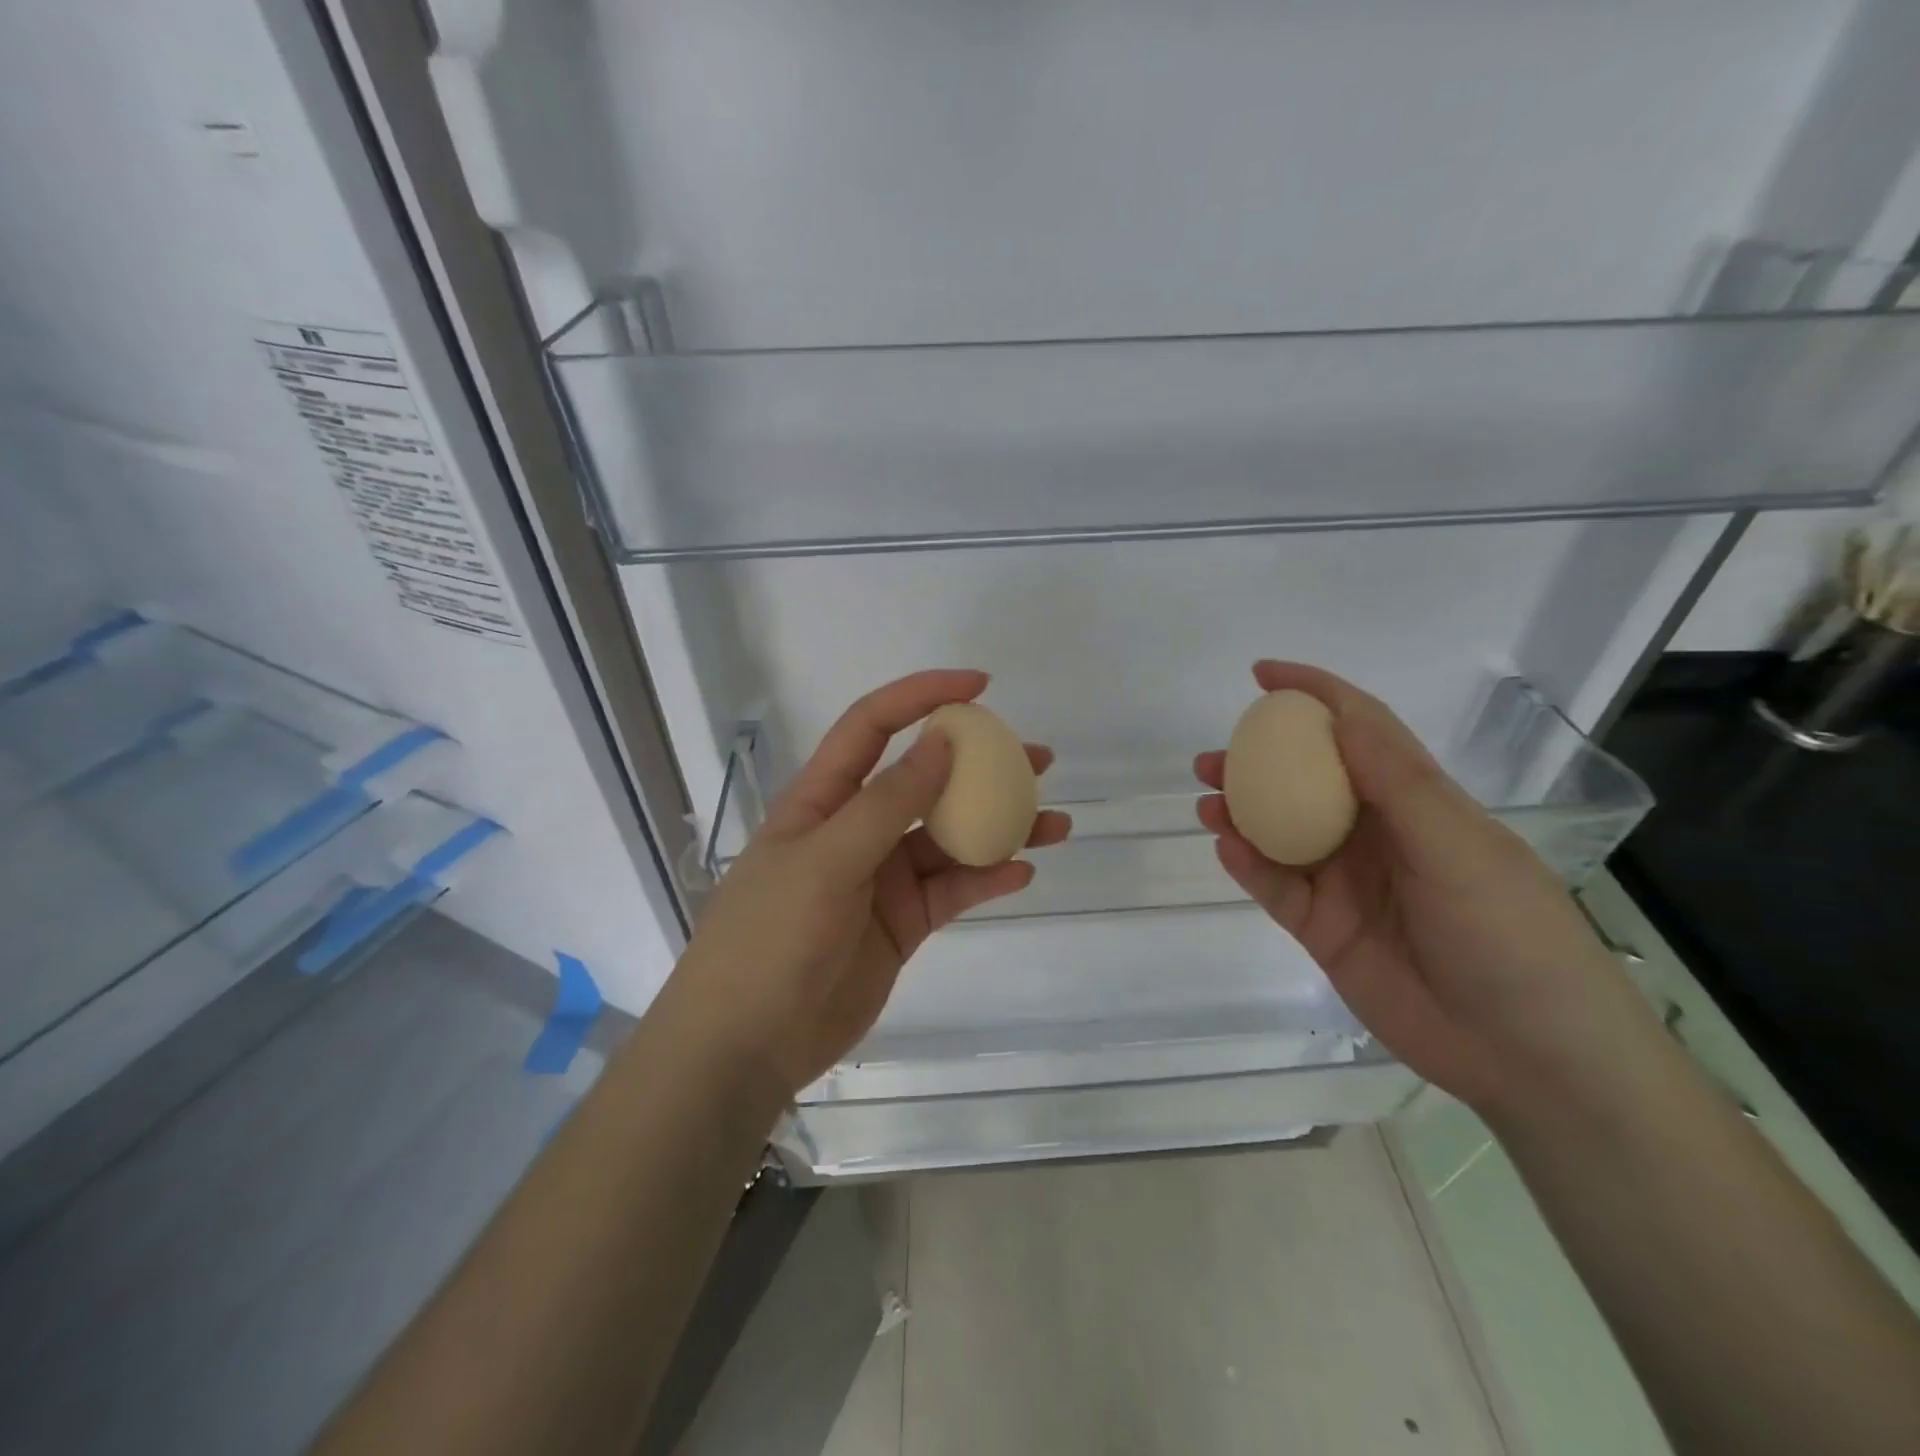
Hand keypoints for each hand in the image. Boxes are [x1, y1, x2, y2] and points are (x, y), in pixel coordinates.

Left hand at [667, 670, 1070, 1098]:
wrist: (747, 1046)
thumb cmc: (771, 939)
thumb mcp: (826, 861)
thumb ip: (887, 803)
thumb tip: (942, 742)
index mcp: (823, 799)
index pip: (873, 726)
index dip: (922, 696)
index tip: (980, 687)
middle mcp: (855, 829)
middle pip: (924, 780)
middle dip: (979, 763)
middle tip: (1038, 758)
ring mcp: (881, 878)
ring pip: (949, 838)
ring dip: (998, 826)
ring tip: (1054, 820)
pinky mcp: (902, 922)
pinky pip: (952, 890)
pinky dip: (986, 879)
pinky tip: (1023, 871)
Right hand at [1195, 661, 1662, 1118]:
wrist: (1527, 1056)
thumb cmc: (1510, 934)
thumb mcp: (1459, 847)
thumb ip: (1395, 782)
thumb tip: (1339, 714)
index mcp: (1417, 802)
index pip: (1360, 730)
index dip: (1314, 695)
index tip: (1263, 676)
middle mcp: (1375, 834)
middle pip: (1305, 781)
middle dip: (1258, 760)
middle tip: (1213, 756)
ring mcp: (1345, 882)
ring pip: (1280, 833)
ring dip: (1241, 811)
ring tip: (1206, 798)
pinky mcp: (1323, 928)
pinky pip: (1275, 886)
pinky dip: (1248, 865)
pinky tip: (1227, 847)